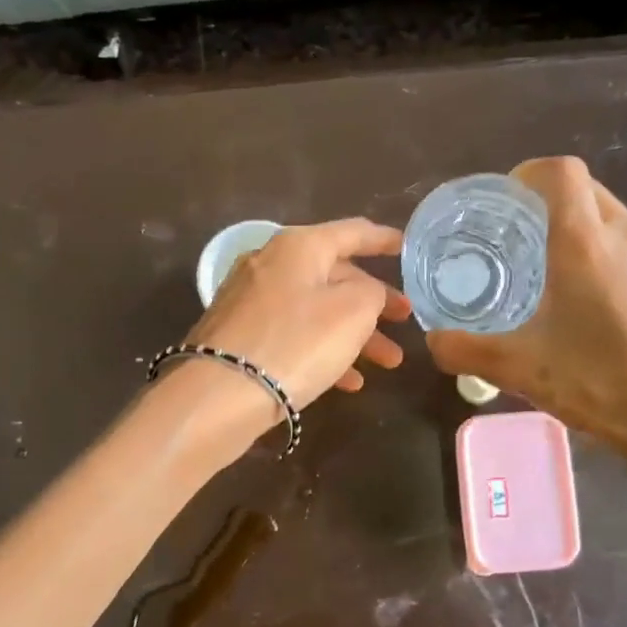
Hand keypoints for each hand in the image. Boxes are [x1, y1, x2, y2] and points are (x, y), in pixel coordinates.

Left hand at [183, 218, 410, 410]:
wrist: (219, 394)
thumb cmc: (297, 342)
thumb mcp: (353, 311)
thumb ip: (371, 292)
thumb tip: (362, 292)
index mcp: (299, 245)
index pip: (352, 232)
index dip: (383, 239)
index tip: (406, 247)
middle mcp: (270, 263)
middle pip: (334, 275)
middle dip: (374, 302)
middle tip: (404, 322)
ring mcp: (250, 300)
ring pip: (316, 309)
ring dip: (355, 334)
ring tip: (389, 363)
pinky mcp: (240, 335)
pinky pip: (293, 334)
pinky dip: (323, 350)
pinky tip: (348, 382)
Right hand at [424, 158, 626, 477]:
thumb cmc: (600, 384)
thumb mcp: (519, 370)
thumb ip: (465, 351)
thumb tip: (433, 341)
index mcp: (586, 244)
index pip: (560, 172)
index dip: (528, 173)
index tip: (503, 202)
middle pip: (585, 188)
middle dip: (548, 199)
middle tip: (515, 234)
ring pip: (611, 214)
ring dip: (577, 223)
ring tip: (548, 264)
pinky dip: (603, 248)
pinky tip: (588, 296)